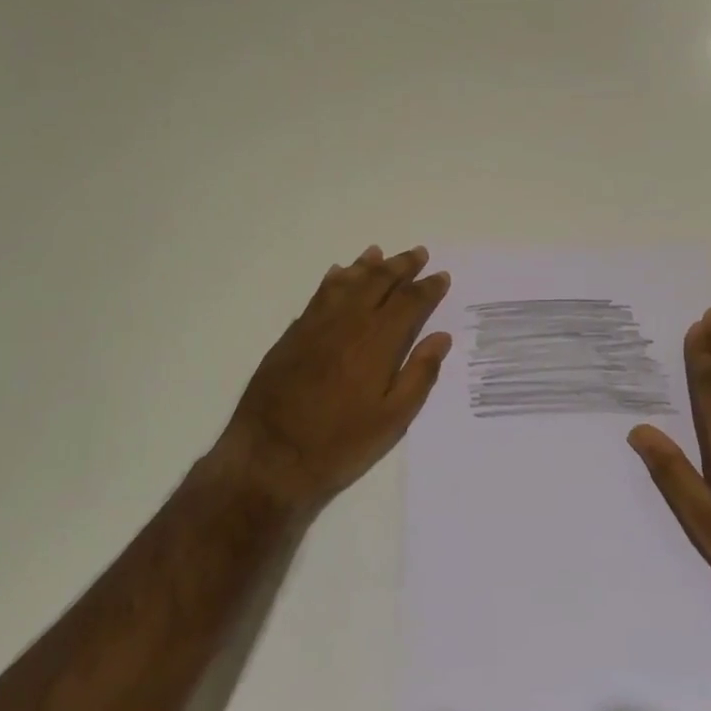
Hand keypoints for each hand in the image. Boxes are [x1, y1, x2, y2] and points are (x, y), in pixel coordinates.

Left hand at [221, 244, 451, 515]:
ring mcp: (316, 326)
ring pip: (346, 283)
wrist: (269, 457)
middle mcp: (348, 323)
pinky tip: (338, 274)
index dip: (428, 288)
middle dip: (401, 266)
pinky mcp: (293, 335)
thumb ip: (419, 374)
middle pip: (378, 282)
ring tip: (379, 252)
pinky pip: (318, 295)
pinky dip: (333, 280)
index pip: (409, 303)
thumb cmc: (339, 444)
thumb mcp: (392, 420)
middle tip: (418, 253)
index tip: (441, 276)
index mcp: (378, 342)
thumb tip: (440, 337)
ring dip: (366, 265)